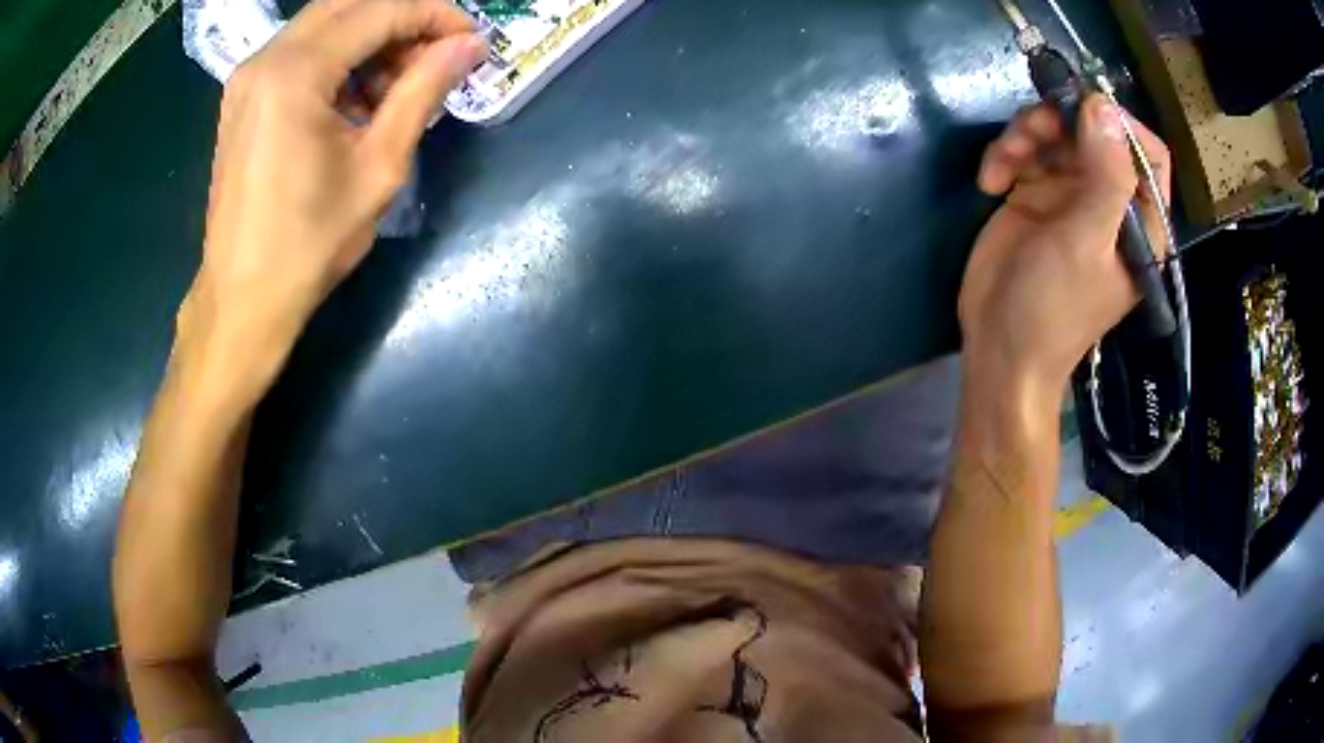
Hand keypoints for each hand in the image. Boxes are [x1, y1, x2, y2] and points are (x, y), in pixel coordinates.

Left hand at [180, 0, 486, 396]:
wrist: (243, 299)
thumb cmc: (309, 243)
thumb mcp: (378, 166)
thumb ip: (423, 90)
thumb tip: (468, 45)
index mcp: (295, 73)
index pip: (380, 11)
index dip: (434, 15)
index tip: (470, 39)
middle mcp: (265, 59)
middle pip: (348, 5)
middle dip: (401, 20)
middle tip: (437, 54)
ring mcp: (248, 78)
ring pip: (324, 25)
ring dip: (369, 38)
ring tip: (399, 83)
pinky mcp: (243, 98)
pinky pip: (300, 52)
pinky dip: (338, 59)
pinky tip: (357, 98)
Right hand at [958, 94, 1170, 391]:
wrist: (1000, 348)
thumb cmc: (1055, 308)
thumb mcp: (1086, 244)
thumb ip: (1105, 177)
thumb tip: (1102, 106)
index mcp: (1140, 221)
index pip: (1148, 155)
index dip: (1122, 124)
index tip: (1083, 110)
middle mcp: (1109, 202)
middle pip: (1093, 132)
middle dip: (1058, 123)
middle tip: (1027, 134)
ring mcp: (1071, 196)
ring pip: (1055, 134)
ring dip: (1024, 136)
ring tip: (1002, 163)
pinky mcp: (1035, 195)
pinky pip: (1024, 152)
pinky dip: (1004, 157)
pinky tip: (990, 184)